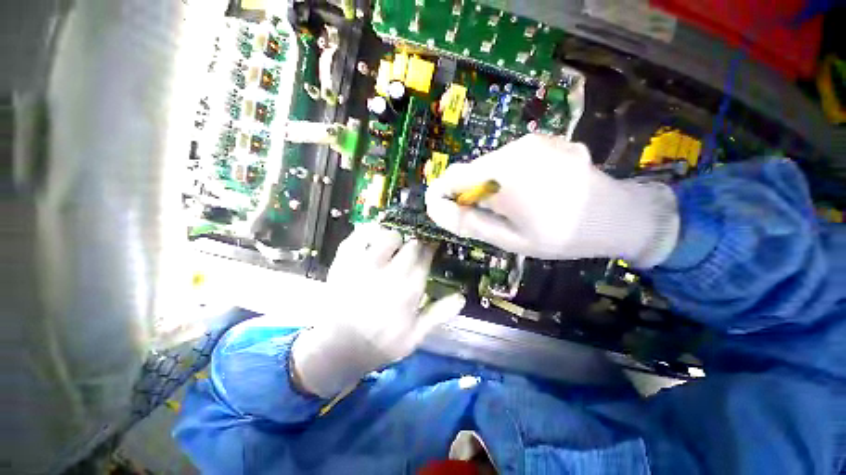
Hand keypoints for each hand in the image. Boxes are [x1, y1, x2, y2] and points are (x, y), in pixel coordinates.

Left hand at [292, 224, 465, 397]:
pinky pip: (358, 235)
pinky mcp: (344, 262)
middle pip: (411, 244)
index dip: (430, 249)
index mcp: (408, 290)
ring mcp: (364, 265)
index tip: (430, 248)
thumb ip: (439, 314)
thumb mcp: (414, 337)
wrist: (337, 348)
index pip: (426, 257)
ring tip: (393, 246)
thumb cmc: (380, 343)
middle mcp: (389, 273)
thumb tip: (462, 296)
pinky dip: (368, 230)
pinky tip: (374, 236)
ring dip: (394, 237)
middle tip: (412, 249)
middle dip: (415, 244)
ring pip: (388, 235)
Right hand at [426, 134, 678, 265]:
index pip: (453, 178)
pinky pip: (510, 160)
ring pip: (490, 166)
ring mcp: (531, 142)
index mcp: (503, 176)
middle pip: (472, 171)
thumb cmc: (562, 235)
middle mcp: (513, 150)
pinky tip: (530, 192)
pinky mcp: (543, 141)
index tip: (443, 211)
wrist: (619, 215)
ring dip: (490, 187)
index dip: (442, 194)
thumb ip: (469, 223)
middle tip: (487, 218)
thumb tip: (436, 210)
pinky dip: (508, 177)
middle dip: (470, 194)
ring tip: (513, 208)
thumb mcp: (509, 238)